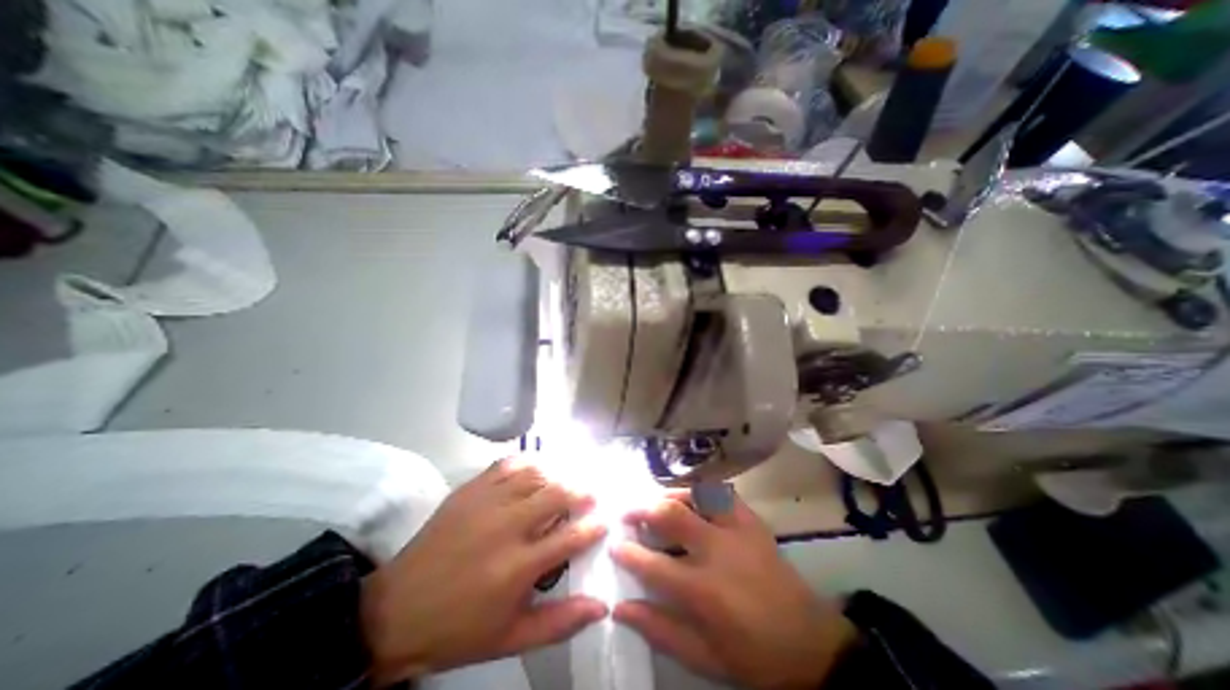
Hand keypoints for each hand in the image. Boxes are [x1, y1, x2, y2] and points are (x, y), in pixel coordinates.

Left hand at [360, 454, 609, 686]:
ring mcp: (488, 502)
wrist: (396, 611)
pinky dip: (528, 463)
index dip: (594, 526)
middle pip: (558, 494)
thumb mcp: (511, 637)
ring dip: (558, 475)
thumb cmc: (459, 629)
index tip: (605, 521)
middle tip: (591, 495)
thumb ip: (560, 622)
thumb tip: (602, 606)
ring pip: (536, 474)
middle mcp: (507, 526)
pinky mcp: (471, 489)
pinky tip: (537, 468)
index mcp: (519, 566)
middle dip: (582, 491)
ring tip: (567, 482)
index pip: (571, 537)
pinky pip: (508, 464)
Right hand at [611, 491, 856, 689]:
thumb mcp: (703, 657)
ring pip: (695, 495)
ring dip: (669, 495)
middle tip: (628, 513)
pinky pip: (721, 493)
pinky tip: (692, 499)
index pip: (652, 564)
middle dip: (641, 509)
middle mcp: (717, 550)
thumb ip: (659, 629)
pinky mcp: (752, 521)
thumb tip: (620, 607)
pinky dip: (701, 492)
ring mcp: (737, 529)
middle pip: (670, 514)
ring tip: (656, 502)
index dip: (627, 552)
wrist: (810, 644)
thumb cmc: (753, 655)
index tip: (615, 545)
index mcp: (703, 590)